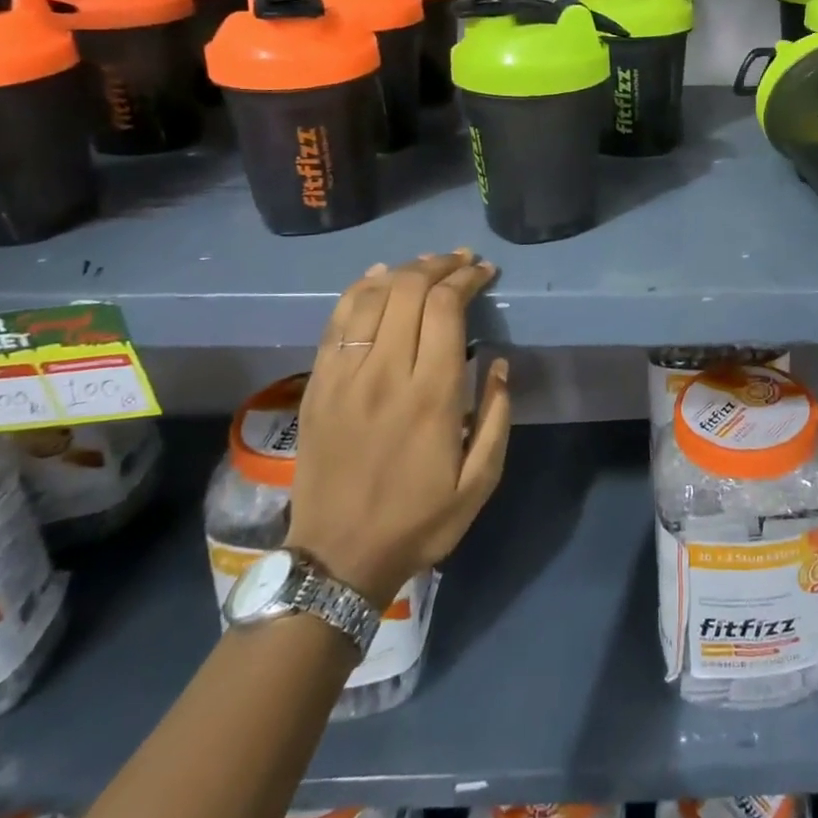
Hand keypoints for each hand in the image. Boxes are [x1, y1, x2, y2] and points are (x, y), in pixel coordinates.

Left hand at [286, 251, 510, 605]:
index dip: (466, 278)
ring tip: (428, 264)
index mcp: (431, 395)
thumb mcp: (480, 481)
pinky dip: (359, 290)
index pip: (445, 308)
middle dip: (440, 265)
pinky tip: (378, 277)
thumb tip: (500, 363)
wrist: (337, 558)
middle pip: (409, 291)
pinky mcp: (318, 385)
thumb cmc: (418, 521)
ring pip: (372, 297)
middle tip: (462, 260)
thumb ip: (498, 416)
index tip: (484, 271)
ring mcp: (344, 376)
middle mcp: (385, 373)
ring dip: (404, 270)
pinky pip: (337, 321)